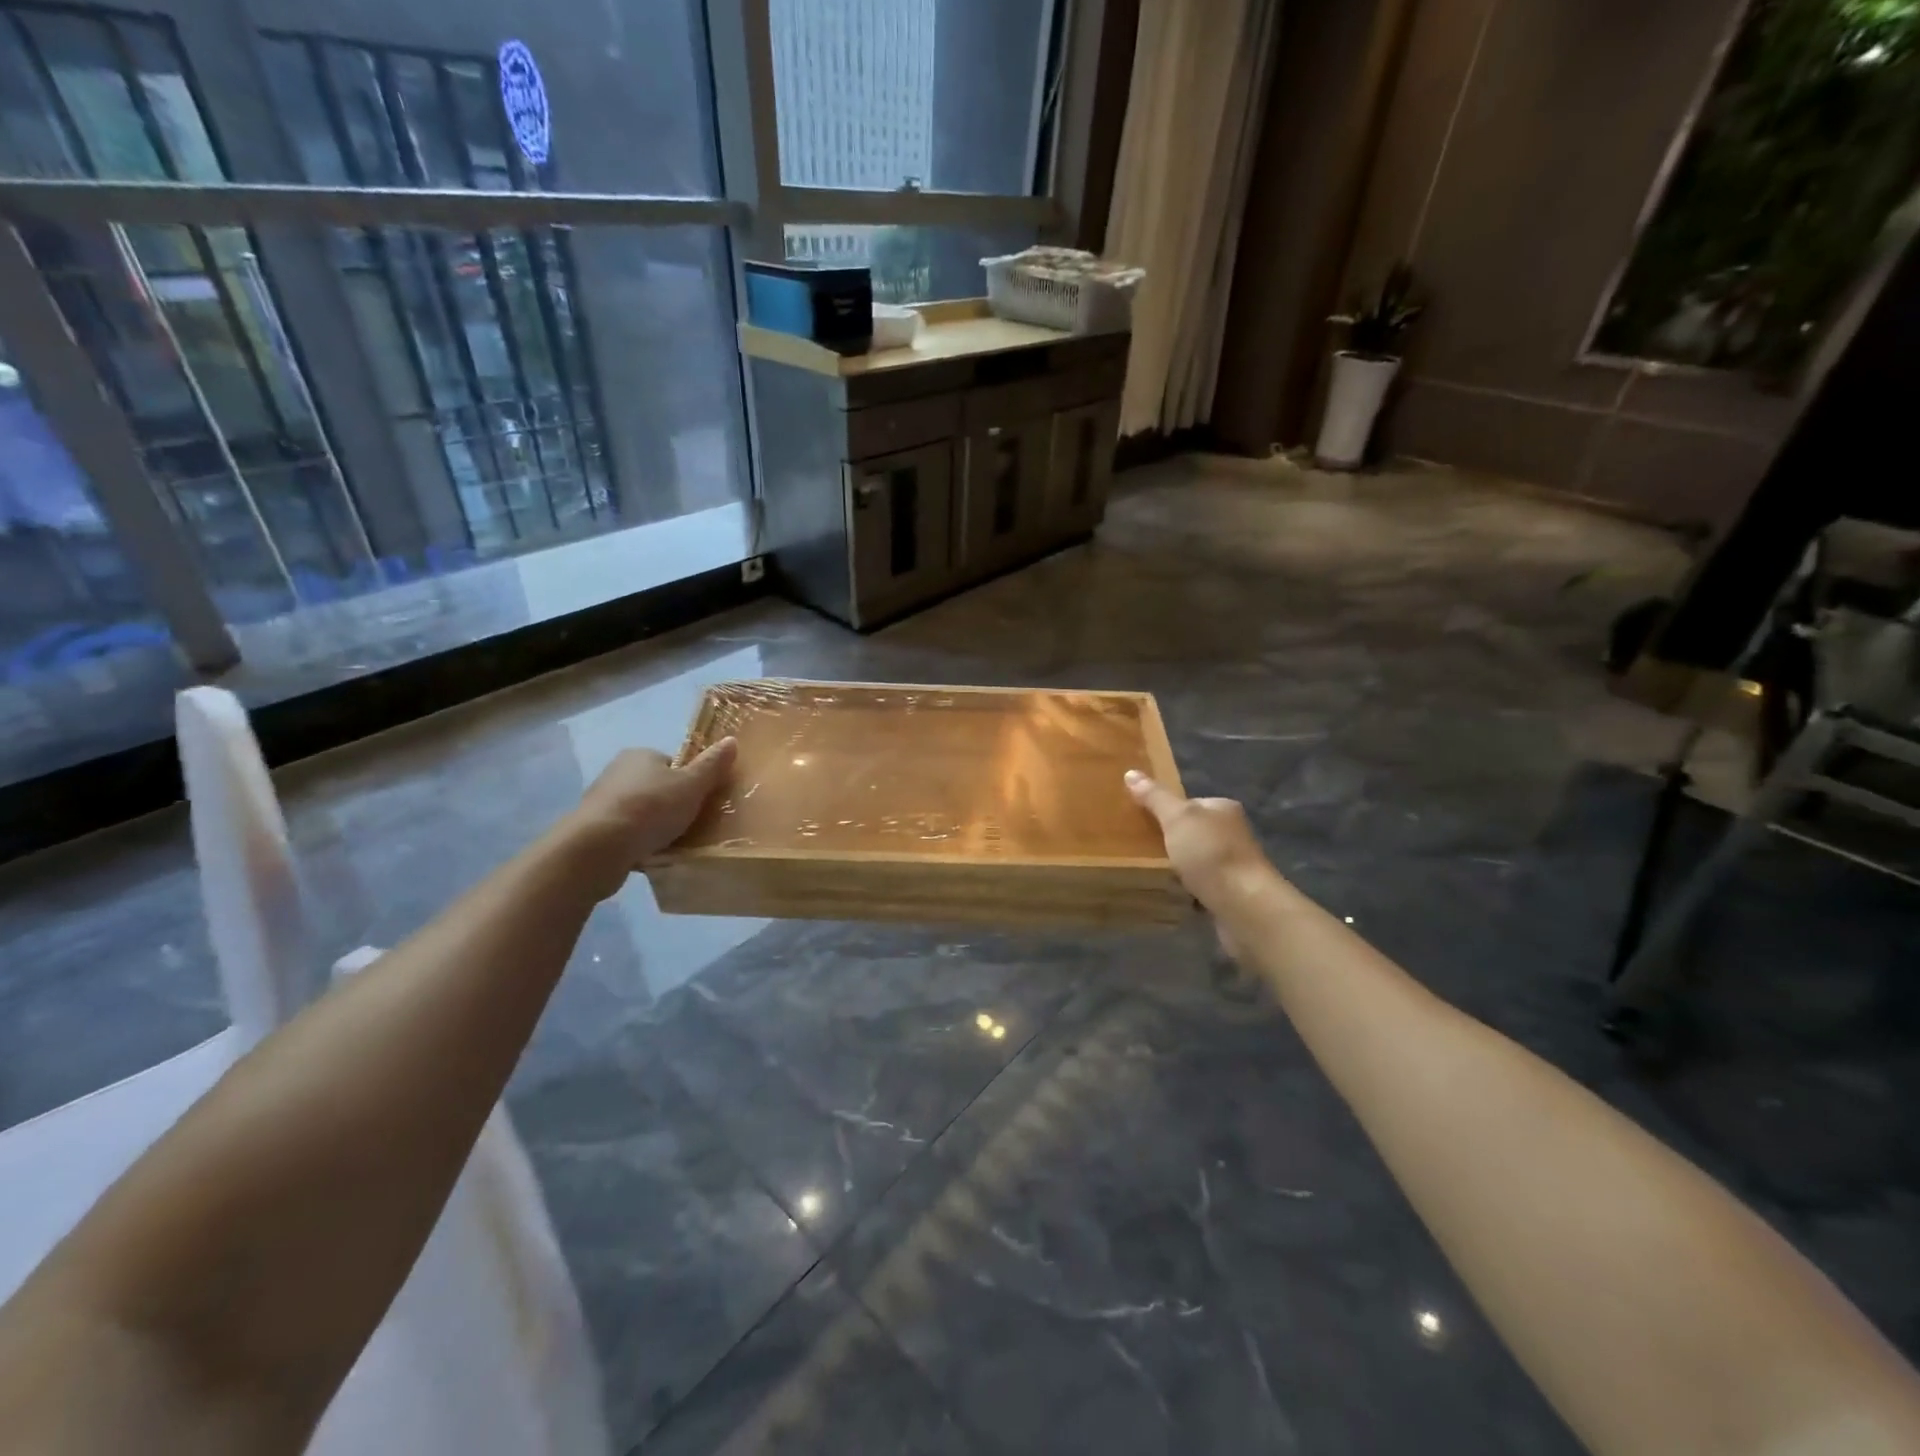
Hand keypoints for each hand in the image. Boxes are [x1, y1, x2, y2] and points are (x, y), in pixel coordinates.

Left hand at [566, 738, 736, 898]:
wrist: (597, 848)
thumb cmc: (650, 808)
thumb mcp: (692, 785)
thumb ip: (712, 765)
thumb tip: (732, 740)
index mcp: (640, 755)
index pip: (672, 764)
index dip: (690, 781)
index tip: (700, 801)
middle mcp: (617, 772)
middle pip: (656, 788)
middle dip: (672, 805)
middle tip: (692, 825)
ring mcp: (602, 802)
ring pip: (640, 812)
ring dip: (654, 826)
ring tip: (673, 845)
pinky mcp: (594, 830)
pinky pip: (626, 834)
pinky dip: (638, 843)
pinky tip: (651, 857)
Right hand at [1126, 770, 1274, 912]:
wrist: (1244, 905)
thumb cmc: (1210, 853)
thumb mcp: (1177, 818)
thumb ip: (1155, 797)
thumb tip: (1130, 772)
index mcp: (1223, 809)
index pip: (1190, 803)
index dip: (1166, 810)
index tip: (1142, 821)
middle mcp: (1232, 833)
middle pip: (1193, 833)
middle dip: (1171, 841)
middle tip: (1141, 849)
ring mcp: (1234, 865)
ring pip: (1197, 861)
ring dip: (1179, 868)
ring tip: (1151, 873)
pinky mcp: (1232, 893)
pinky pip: (1201, 887)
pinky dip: (1187, 891)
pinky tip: (1172, 895)